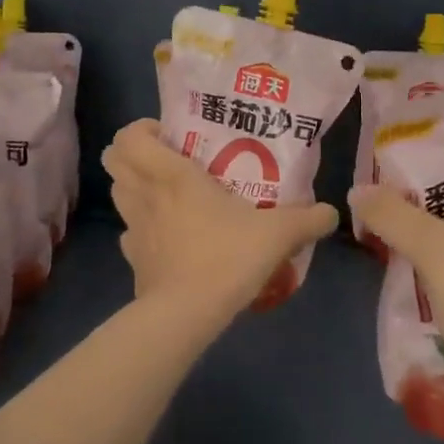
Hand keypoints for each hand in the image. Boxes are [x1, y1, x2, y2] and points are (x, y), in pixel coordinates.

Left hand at [103, 120, 337, 321]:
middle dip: (133, 154)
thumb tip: (330, 212)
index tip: (171, 135)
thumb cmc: (227, 257)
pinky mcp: (132, 261)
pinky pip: (130, 234)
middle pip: (114, 160)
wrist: (187, 315)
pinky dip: (142, 229)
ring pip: (118, 193)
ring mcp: (134, 229)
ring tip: (168, 195)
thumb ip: (307, 220)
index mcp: (171, 176)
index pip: (129, 136)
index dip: (142, 129)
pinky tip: (168, 238)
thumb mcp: (278, 235)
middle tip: (168, 160)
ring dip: (135, 187)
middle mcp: (145, 195)